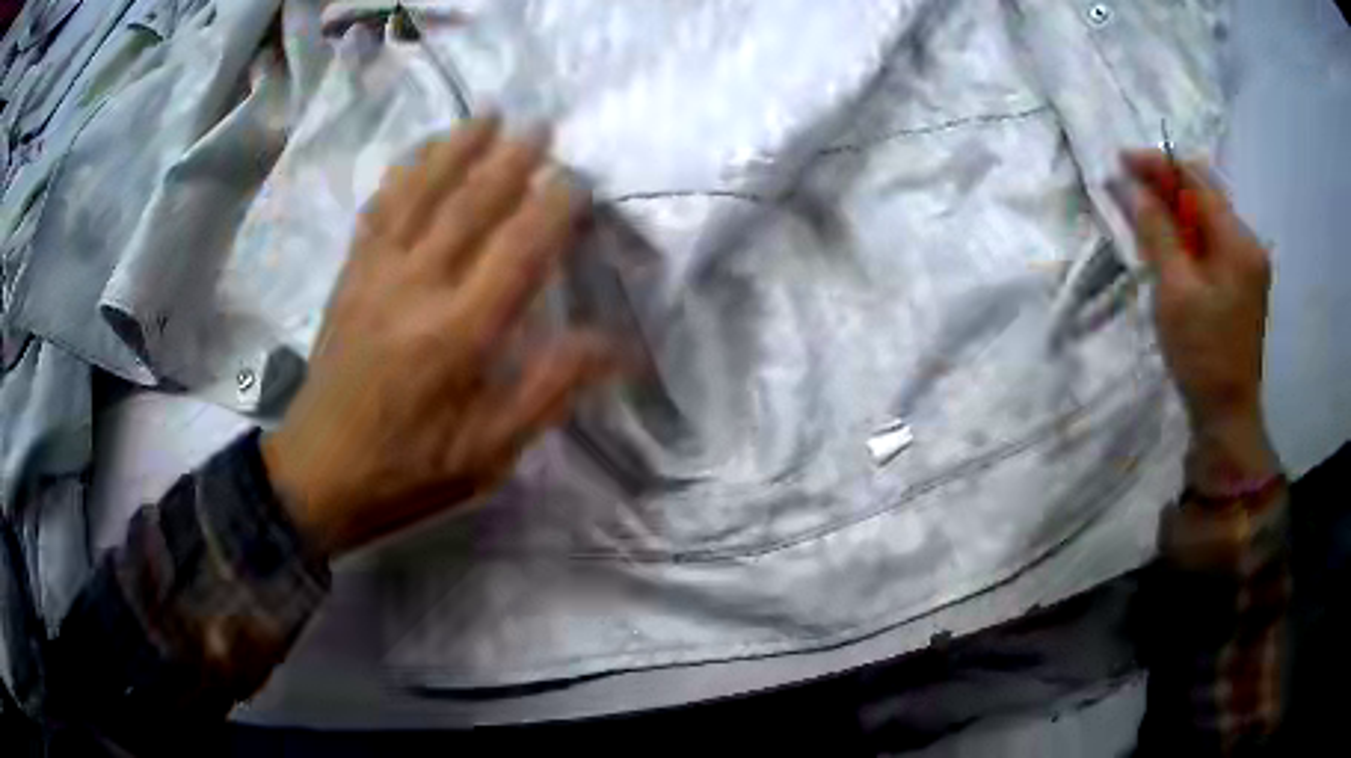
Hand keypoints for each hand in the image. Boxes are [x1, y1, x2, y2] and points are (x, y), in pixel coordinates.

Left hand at [263, 117, 614, 553]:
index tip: (578, 180)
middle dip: (511, 159)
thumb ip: (548, 391)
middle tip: (541, 128)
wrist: (319, 473)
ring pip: (421, 191)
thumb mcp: (489, 455)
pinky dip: (403, 172)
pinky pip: (379, 208)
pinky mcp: (350, 275)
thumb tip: (613, 345)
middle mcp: (417, 287)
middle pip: (470, 203)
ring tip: (487, 117)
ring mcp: (375, 274)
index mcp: (459, 335)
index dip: (553, 206)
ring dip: (457, 148)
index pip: (519, 249)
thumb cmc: (409, 470)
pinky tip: (420, 151)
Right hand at [1113, 150, 1279, 488]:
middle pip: (1204, 195)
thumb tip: (1129, 184)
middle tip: (1127, 184)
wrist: (1227, 416)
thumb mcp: (1175, 290)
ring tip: (1141, 209)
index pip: (1196, 182)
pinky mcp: (1242, 284)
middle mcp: (1248, 244)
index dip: (1159, 165)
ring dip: (1175, 209)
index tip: (1121, 160)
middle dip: (1166, 184)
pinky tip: (1167, 240)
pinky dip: (1187, 234)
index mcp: (1238, 241)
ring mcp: (1248, 265)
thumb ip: (1156, 230)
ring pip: (1207, 218)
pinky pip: (1211, 242)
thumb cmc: (1203, 354)